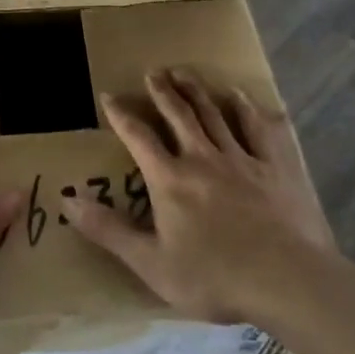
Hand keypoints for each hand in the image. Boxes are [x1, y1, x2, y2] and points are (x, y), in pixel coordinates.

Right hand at [65, 68, 337, 323]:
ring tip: (185, 72)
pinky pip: (260, 129)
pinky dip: (248, 110)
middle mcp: (203, 158)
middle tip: (153, 72)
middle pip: (179, 115)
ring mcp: (243, 158)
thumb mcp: (151, 263)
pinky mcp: (276, 167)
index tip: (110, 96)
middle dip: (163, 92)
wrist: (287, 281)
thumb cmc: (214, 277)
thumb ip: (108, 230)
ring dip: (197, 91)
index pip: (139, 137)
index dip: (121, 115)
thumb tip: (67, 201)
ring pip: (215, 114)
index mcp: (170, 179)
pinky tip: (242, 97)